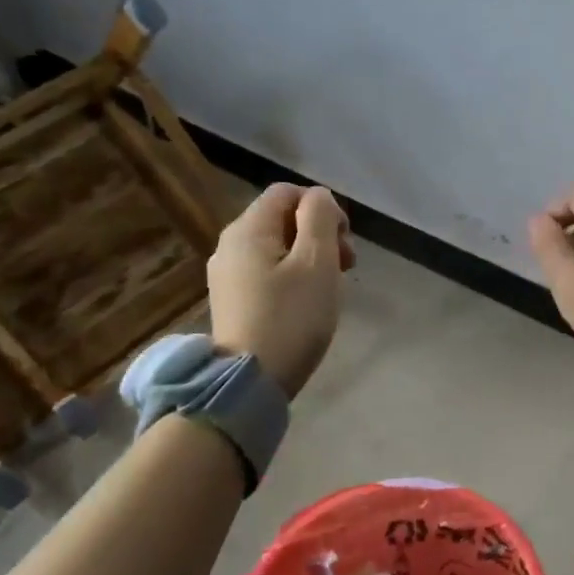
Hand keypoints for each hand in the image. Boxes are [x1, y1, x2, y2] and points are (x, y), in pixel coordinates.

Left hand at [209, 184, 354, 397]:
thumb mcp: (317, 262)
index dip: (322, 207)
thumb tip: (318, 197)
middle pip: (282, 218)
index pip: (288, 192)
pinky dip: (293, 275)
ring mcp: (228, 274)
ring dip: (310, 256)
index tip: (343, 240)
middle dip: (320, 233)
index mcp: (248, 229)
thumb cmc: (291, 317)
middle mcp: (230, 244)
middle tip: (345, 266)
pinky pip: (268, 270)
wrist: (249, 383)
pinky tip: (307, 302)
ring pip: (278, 246)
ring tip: (330, 286)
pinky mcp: (232, 299)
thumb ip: (320, 218)